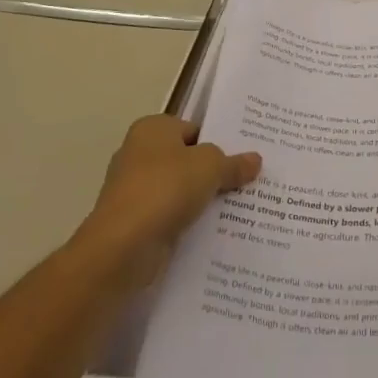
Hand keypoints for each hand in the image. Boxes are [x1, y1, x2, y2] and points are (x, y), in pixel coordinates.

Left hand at [74, 115, 260, 292]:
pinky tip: (217, 231)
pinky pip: (171, 216)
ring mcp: (134, 191)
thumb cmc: (166, 189)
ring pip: (181, 191)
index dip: (220, 142)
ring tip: (241, 207)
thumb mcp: (211, 167)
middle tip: (250, 181)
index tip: (246, 157)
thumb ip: (234, 163)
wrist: (122, 248)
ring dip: (203, 200)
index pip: (194, 130)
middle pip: (188, 160)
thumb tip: (255, 160)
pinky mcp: (135, 223)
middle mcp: (138, 154)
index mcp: (152, 129)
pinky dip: (189, 223)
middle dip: (214, 173)